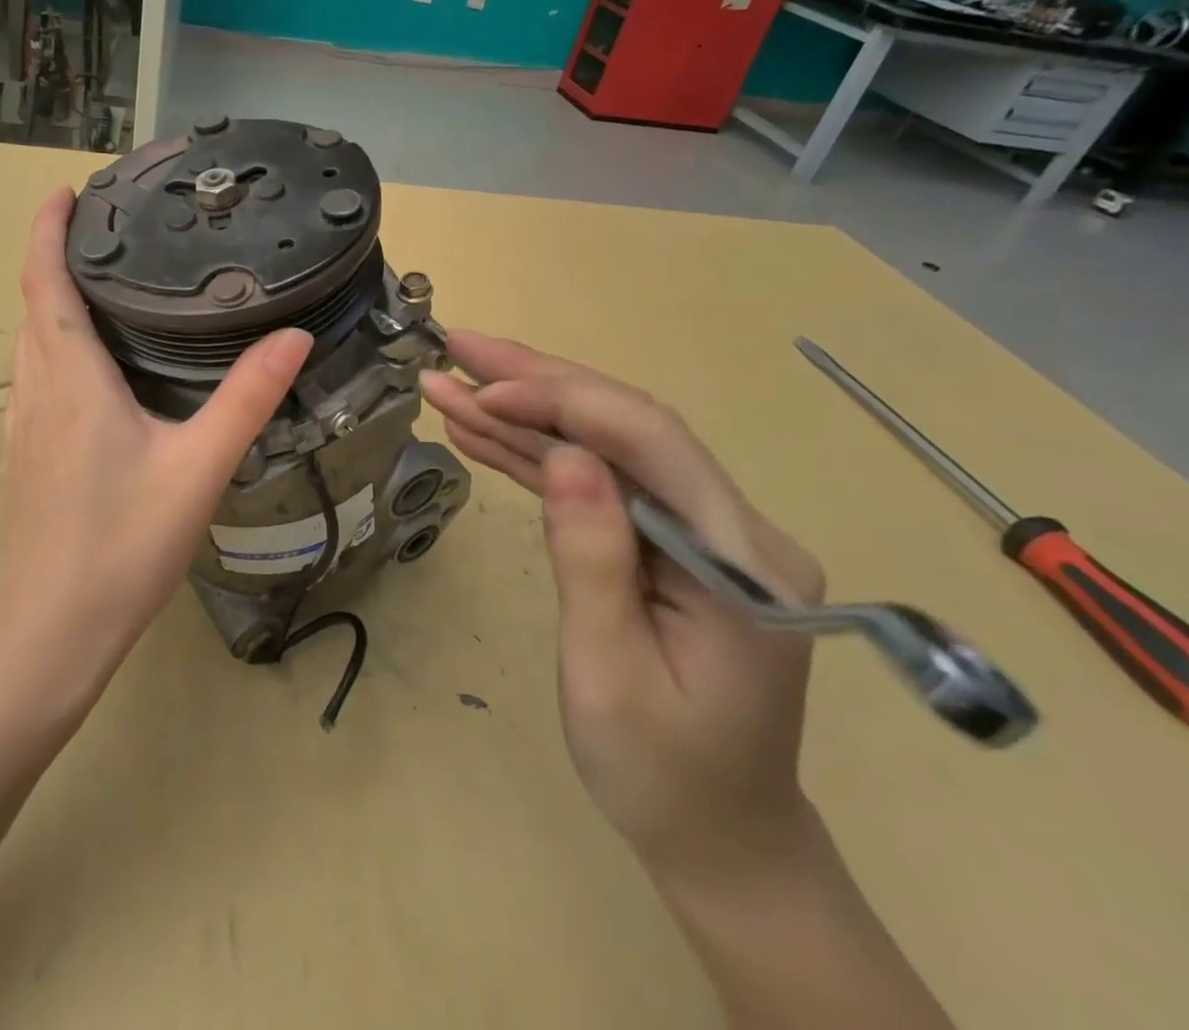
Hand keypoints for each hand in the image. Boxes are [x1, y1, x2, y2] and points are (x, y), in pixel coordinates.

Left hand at [0, 189, 312, 687]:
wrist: (51, 631)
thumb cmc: (121, 544)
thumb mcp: (198, 467)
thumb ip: (247, 398)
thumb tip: (294, 335)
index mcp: (70, 378)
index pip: (45, 282)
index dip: (49, 230)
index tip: (68, 192)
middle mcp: (36, 390)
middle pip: (34, 305)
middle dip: (56, 256)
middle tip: (107, 230)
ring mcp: (23, 425)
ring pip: (31, 342)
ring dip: (52, 300)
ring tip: (104, 282)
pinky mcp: (26, 454)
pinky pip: (36, 375)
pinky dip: (56, 343)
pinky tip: (95, 366)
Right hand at [422, 330, 826, 887]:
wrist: (720, 841)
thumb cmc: (665, 777)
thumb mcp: (612, 676)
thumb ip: (593, 558)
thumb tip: (563, 454)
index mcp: (740, 558)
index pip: (650, 442)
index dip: (563, 402)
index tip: (482, 391)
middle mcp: (726, 525)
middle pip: (625, 426)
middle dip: (536, 381)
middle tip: (457, 346)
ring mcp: (693, 530)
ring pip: (600, 446)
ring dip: (522, 413)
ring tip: (448, 381)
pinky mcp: (660, 542)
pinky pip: (593, 484)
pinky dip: (534, 457)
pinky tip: (480, 433)